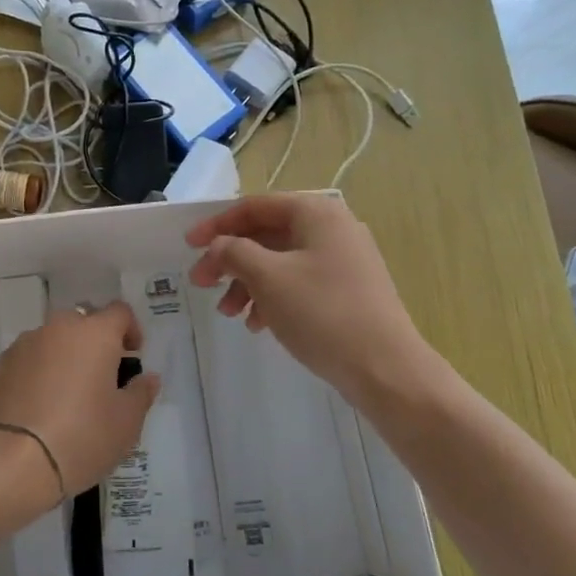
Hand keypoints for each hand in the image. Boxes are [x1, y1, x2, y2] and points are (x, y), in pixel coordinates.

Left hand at [0, 302, 161, 495]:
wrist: (14, 462)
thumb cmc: (82, 437)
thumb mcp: (126, 422)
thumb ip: (141, 393)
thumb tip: (147, 378)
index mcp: (95, 334)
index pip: (119, 312)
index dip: (130, 330)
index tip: (132, 356)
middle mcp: (59, 328)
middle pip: (84, 321)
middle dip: (95, 341)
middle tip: (100, 376)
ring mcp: (26, 343)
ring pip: (53, 338)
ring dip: (65, 354)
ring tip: (67, 393)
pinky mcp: (1, 365)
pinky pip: (29, 357)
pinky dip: (38, 370)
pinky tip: (39, 403)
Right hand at [186, 194, 434, 406]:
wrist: (386, 369)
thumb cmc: (322, 313)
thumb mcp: (268, 277)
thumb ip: (234, 252)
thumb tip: (218, 246)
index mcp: (316, 212)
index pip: (255, 206)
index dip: (217, 224)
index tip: (188, 246)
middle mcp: (332, 228)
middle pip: (266, 235)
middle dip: (231, 260)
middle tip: (203, 284)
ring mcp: (344, 260)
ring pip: (280, 262)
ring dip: (248, 283)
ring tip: (229, 314)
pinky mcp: (347, 290)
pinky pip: (299, 283)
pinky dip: (272, 298)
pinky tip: (258, 325)